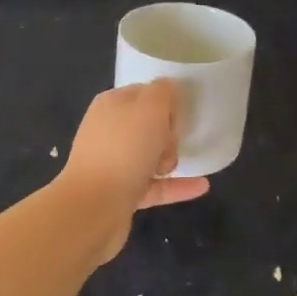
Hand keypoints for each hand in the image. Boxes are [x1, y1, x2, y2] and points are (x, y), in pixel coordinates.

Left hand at [58, 80, 209, 240]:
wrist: (94, 206)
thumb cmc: (124, 149)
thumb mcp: (150, 108)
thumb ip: (163, 92)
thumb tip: (168, 89)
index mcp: (111, 104)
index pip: (145, 93)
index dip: (166, 102)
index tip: (179, 115)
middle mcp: (109, 131)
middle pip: (150, 125)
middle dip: (169, 134)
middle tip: (170, 143)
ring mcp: (113, 163)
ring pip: (152, 155)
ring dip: (170, 159)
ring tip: (172, 167)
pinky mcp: (121, 193)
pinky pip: (155, 185)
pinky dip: (176, 186)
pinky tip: (202, 186)